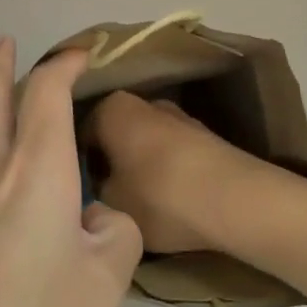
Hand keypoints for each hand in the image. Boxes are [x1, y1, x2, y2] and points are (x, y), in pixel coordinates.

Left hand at [0, 40, 143, 306]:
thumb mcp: (108, 283)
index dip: (64, 63)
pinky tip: (12, 253)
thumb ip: (114, 233)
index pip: (46, 91)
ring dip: (1, 136)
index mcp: (35, 169)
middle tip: (4, 43)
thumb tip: (91, 219)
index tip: (81, 53)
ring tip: (41, 181)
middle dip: (0, 65)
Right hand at [84, 90, 263, 254]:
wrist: (232, 198)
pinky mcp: (202, 135)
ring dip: (137, 165)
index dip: (74, 162)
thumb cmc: (159, 196)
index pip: (79, 130)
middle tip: (101, 199)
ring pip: (142, 142)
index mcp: (112, 108)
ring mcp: (176, 116)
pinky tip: (166, 200)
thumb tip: (96, 187)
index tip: (75, 190)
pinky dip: (163, 171)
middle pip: (113, 133)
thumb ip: (94, 191)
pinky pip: (169, 152)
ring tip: (135, 204)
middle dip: (107, 160)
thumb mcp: (110, 203)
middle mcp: (143, 101)